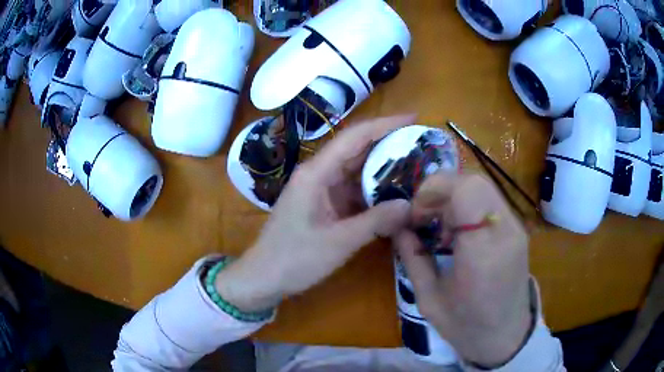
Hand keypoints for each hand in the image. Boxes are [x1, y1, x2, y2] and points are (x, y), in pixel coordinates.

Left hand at [216, 115, 416, 311]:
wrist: (264, 278)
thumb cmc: (295, 259)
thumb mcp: (339, 242)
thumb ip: (376, 221)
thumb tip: (410, 205)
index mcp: (316, 173)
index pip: (355, 137)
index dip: (385, 124)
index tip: (413, 118)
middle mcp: (318, 174)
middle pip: (357, 150)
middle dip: (389, 144)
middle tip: (421, 145)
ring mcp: (320, 190)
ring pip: (356, 171)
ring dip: (383, 169)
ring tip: (415, 167)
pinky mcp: (324, 205)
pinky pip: (353, 191)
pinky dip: (373, 191)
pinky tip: (395, 194)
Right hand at [395, 172, 531, 366]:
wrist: (507, 336)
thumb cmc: (466, 326)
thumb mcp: (429, 299)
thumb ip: (413, 258)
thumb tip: (398, 227)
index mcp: (483, 253)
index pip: (466, 190)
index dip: (434, 190)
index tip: (417, 215)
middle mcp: (505, 232)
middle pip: (474, 181)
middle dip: (442, 190)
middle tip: (425, 217)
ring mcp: (516, 228)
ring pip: (483, 186)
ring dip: (454, 197)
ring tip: (441, 229)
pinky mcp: (518, 230)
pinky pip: (490, 201)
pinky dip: (468, 206)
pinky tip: (459, 234)